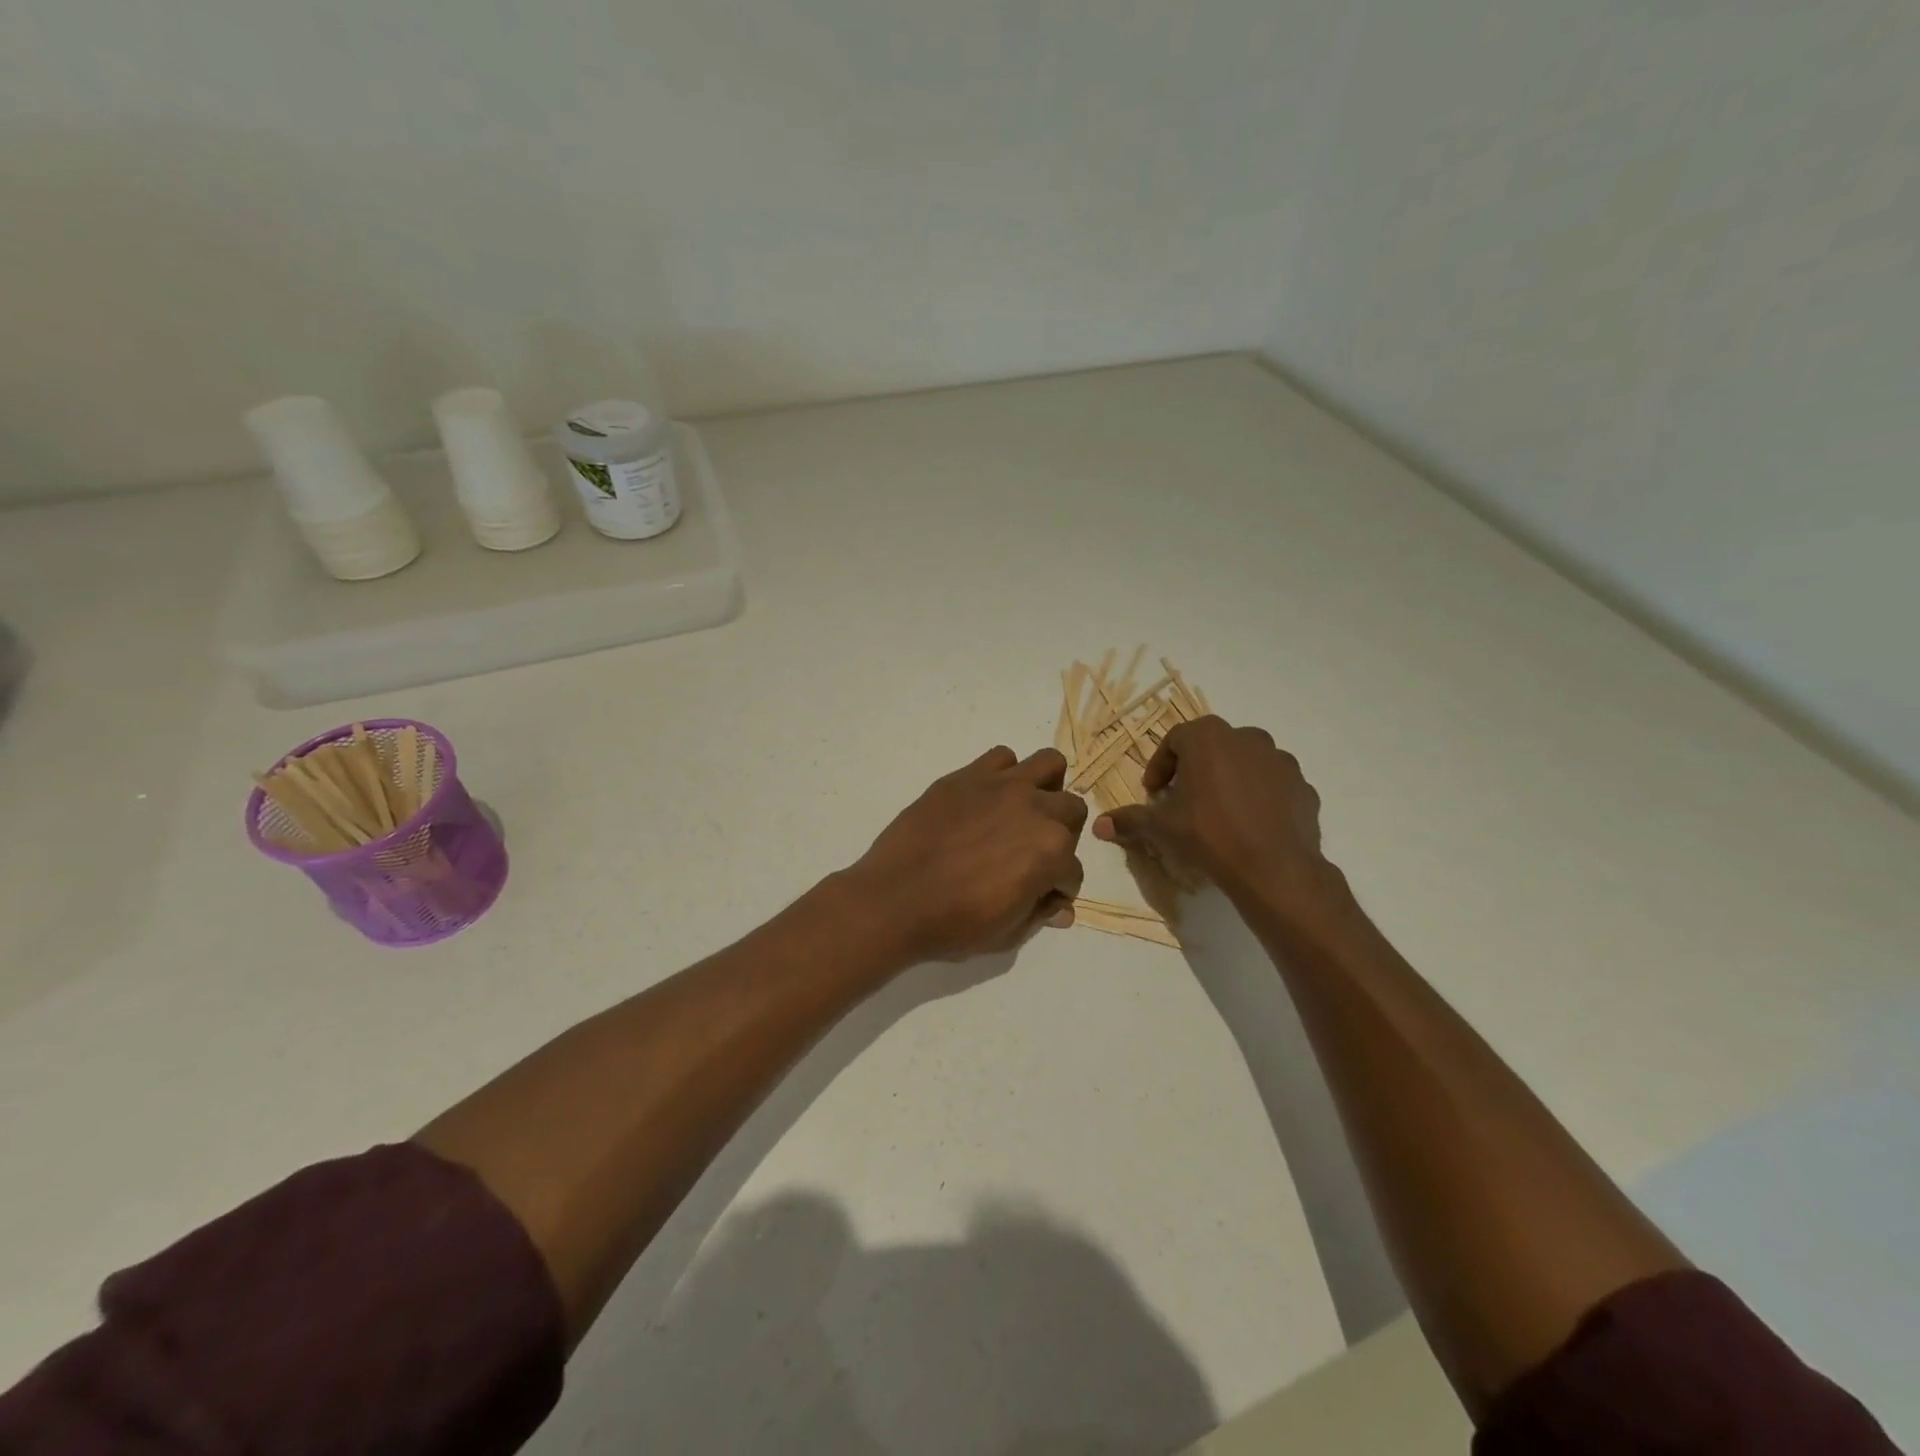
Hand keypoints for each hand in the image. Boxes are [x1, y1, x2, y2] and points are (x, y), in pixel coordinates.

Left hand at [844, 746, 1087, 962]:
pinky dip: (1003, 774)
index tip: (1040, 895)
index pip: (1073, 870)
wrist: (894, 900)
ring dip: (1046, 787)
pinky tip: (987, 798)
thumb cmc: (953, 925)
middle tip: (1034, 852)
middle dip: (1062, 834)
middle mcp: (1035, 810)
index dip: (1058, 887)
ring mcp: (1001, 786)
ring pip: (1049, 764)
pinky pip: (1001, 757)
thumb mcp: (1007, 934)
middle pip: (1072, 810)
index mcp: (1052, 851)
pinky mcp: (967, 775)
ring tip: (1022, 810)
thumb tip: (1060, 907)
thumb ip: (1040, 914)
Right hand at [1093, 717, 1335, 915]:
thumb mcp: (1161, 828)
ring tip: (1219, 813)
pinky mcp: (1303, 785)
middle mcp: (1246, 737)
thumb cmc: (1208, 834)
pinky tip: (1250, 825)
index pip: (1175, 739)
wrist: (1274, 867)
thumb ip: (1130, 820)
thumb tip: (1098, 825)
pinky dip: (1259, 797)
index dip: (1160, 766)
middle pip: (1212, 747)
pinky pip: (1272, 785)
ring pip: (1245, 762)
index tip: (1155, 792)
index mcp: (1207, 737)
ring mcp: (1280, 760)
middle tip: (1184, 800)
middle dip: (1195, 769)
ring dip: (1229, 780)